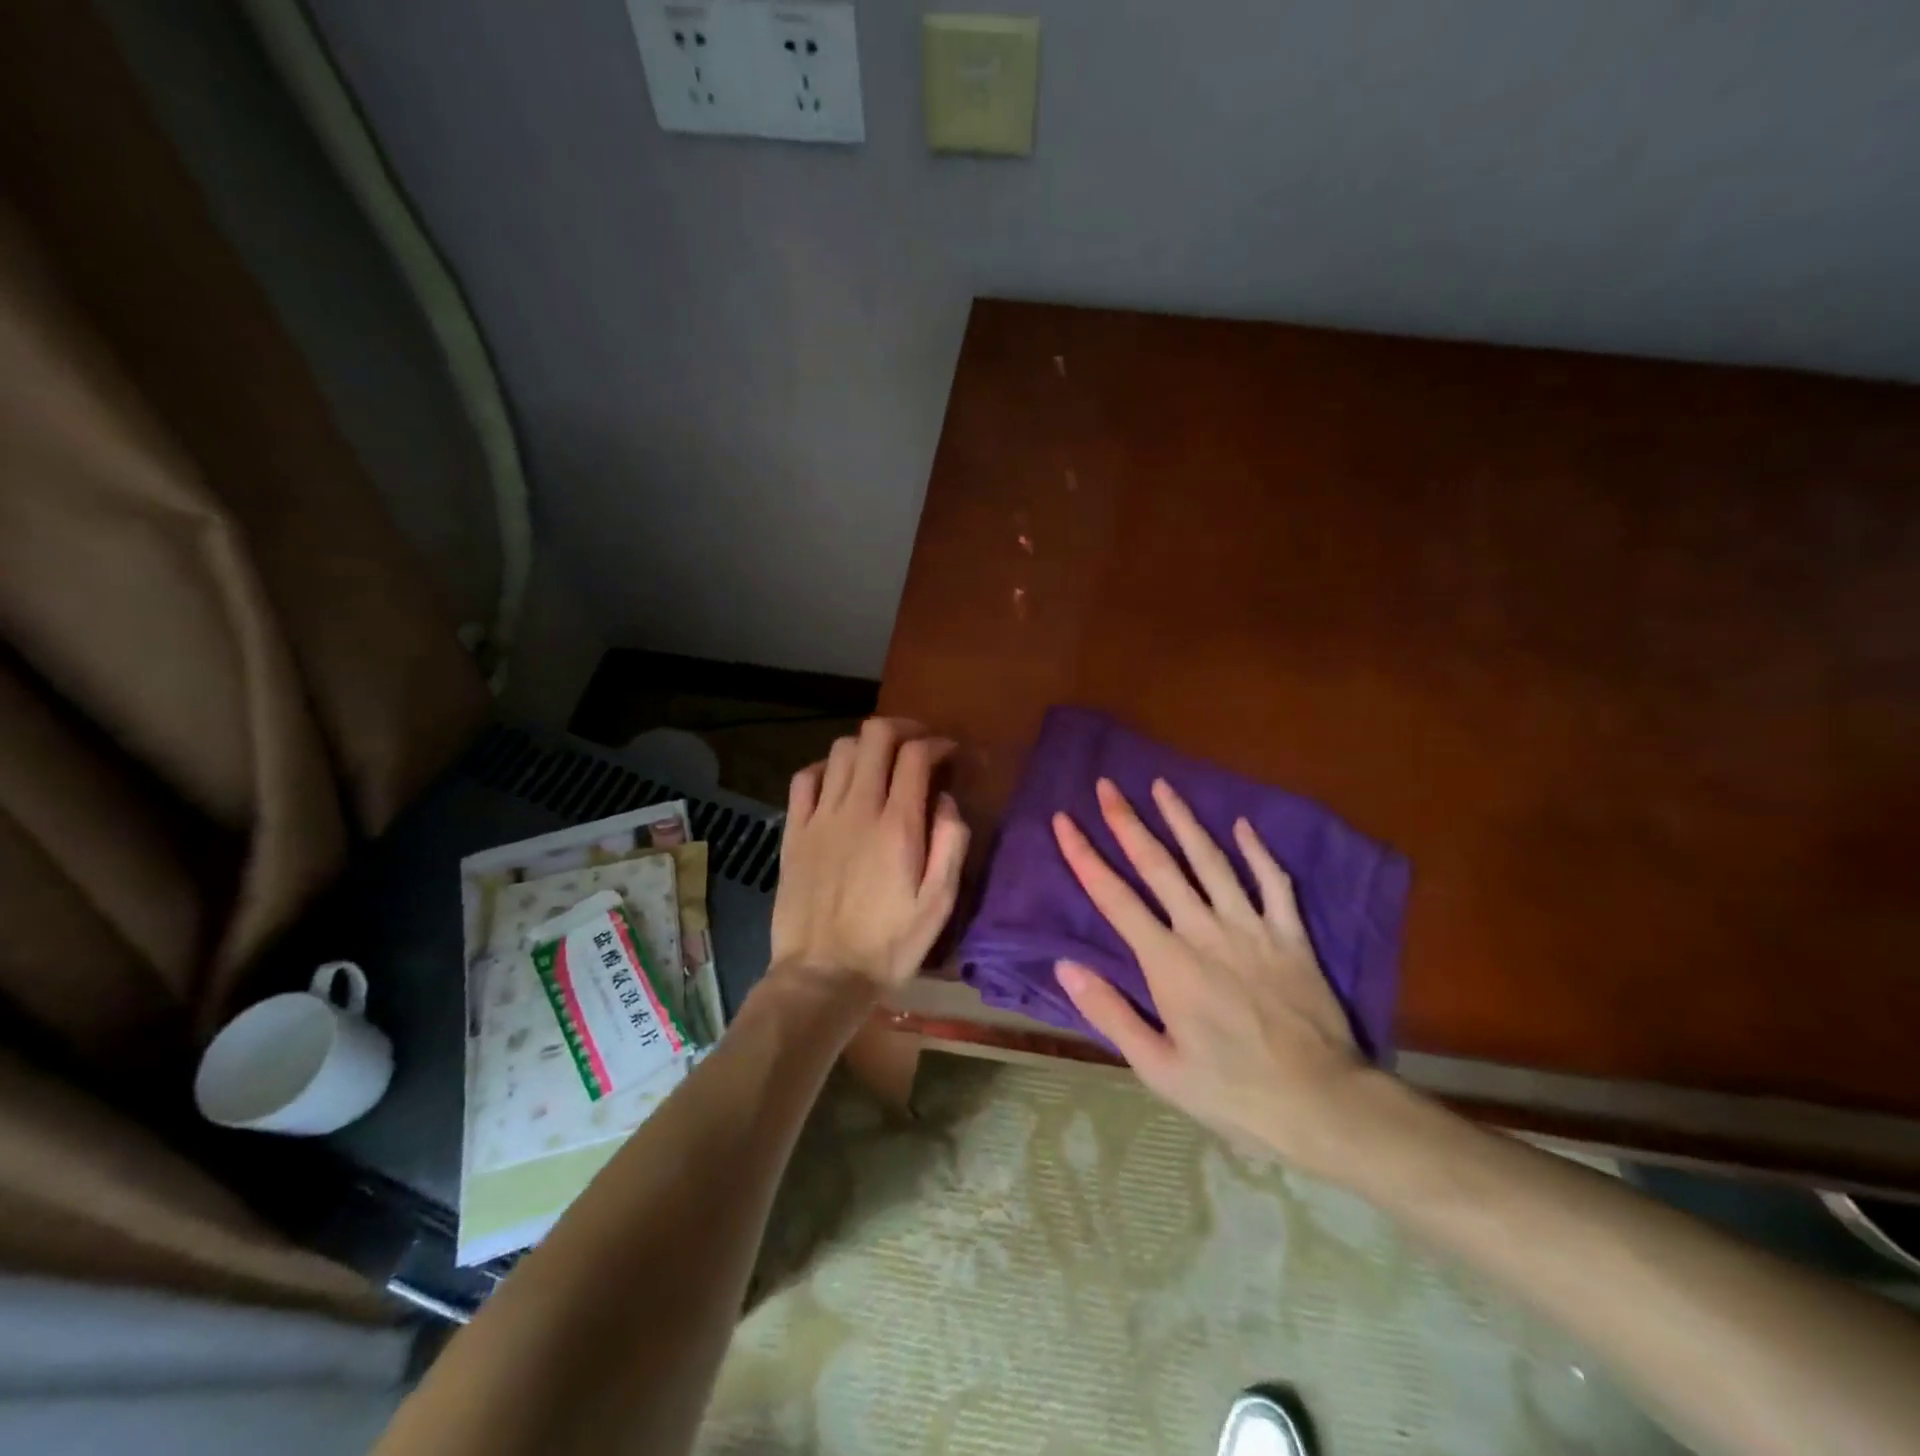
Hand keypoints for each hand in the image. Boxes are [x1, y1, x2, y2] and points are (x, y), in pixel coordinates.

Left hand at [768, 718, 969, 996]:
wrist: (823, 975)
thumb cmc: (889, 944)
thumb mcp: (939, 903)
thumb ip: (950, 844)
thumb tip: (947, 800)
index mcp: (898, 825)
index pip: (917, 755)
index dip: (937, 743)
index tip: (949, 753)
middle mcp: (858, 808)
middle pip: (876, 736)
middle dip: (903, 729)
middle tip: (919, 744)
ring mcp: (821, 817)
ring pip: (842, 749)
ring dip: (868, 745)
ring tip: (883, 762)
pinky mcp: (795, 831)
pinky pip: (806, 777)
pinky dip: (827, 767)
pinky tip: (839, 780)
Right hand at [1052, 778, 1376, 1172]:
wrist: (1322, 1105)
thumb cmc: (1232, 1092)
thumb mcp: (1158, 1067)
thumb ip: (1110, 1012)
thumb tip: (1065, 965)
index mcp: (1167, 962)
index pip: (1115, 897)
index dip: (1084, 856)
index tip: (1064, 820)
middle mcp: (1204, 931)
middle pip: (1159, 865)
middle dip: (1128, 822)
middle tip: (1107, 785)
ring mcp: (1251, 928)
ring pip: (1211, 861)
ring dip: (1184, 821)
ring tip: (1162, 786)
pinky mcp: (1290, 936)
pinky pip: (1273, 883)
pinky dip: (1257, 852)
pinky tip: (1243, 825)